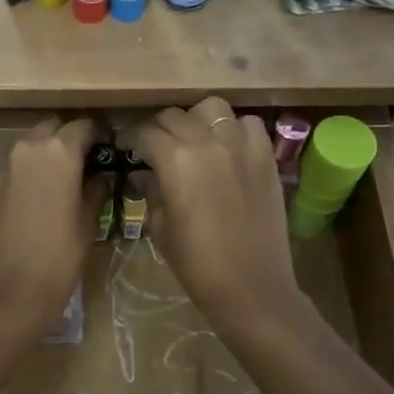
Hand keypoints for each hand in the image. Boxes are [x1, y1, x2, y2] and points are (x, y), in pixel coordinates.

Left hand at [0, 118, 105, 339]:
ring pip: (30, 147)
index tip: (110, 148)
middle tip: (86, 161)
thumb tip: (99, 174)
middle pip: (53, 128)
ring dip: (47, 155)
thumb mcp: (90, 221)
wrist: (10, 292)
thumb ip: (96, 188)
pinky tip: (38, 199)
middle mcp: (27, 149)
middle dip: (70, 138)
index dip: (101, 134)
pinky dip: (28, 174)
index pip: (85, 125)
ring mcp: (3, 168)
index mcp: (58, 151)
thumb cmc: (60, 256)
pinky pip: (14, 169)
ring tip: (63, 180)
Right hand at [129, 98, 300, 327]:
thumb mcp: (160, 227)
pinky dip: (234, 129)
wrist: (251, 286)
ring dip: (196, 120)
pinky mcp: (266, 156)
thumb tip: (145, 174)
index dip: (131, 139)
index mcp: (175, 160)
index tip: (126, 148)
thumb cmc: (196, 264)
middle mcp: (208, 141)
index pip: (145, 133)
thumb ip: (151, 191)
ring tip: (193, 140)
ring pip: (212, 108)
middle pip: (174, 116)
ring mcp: (241, 145)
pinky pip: (248, 124)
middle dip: (158, 129)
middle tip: (154, 148)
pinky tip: (228, 149)